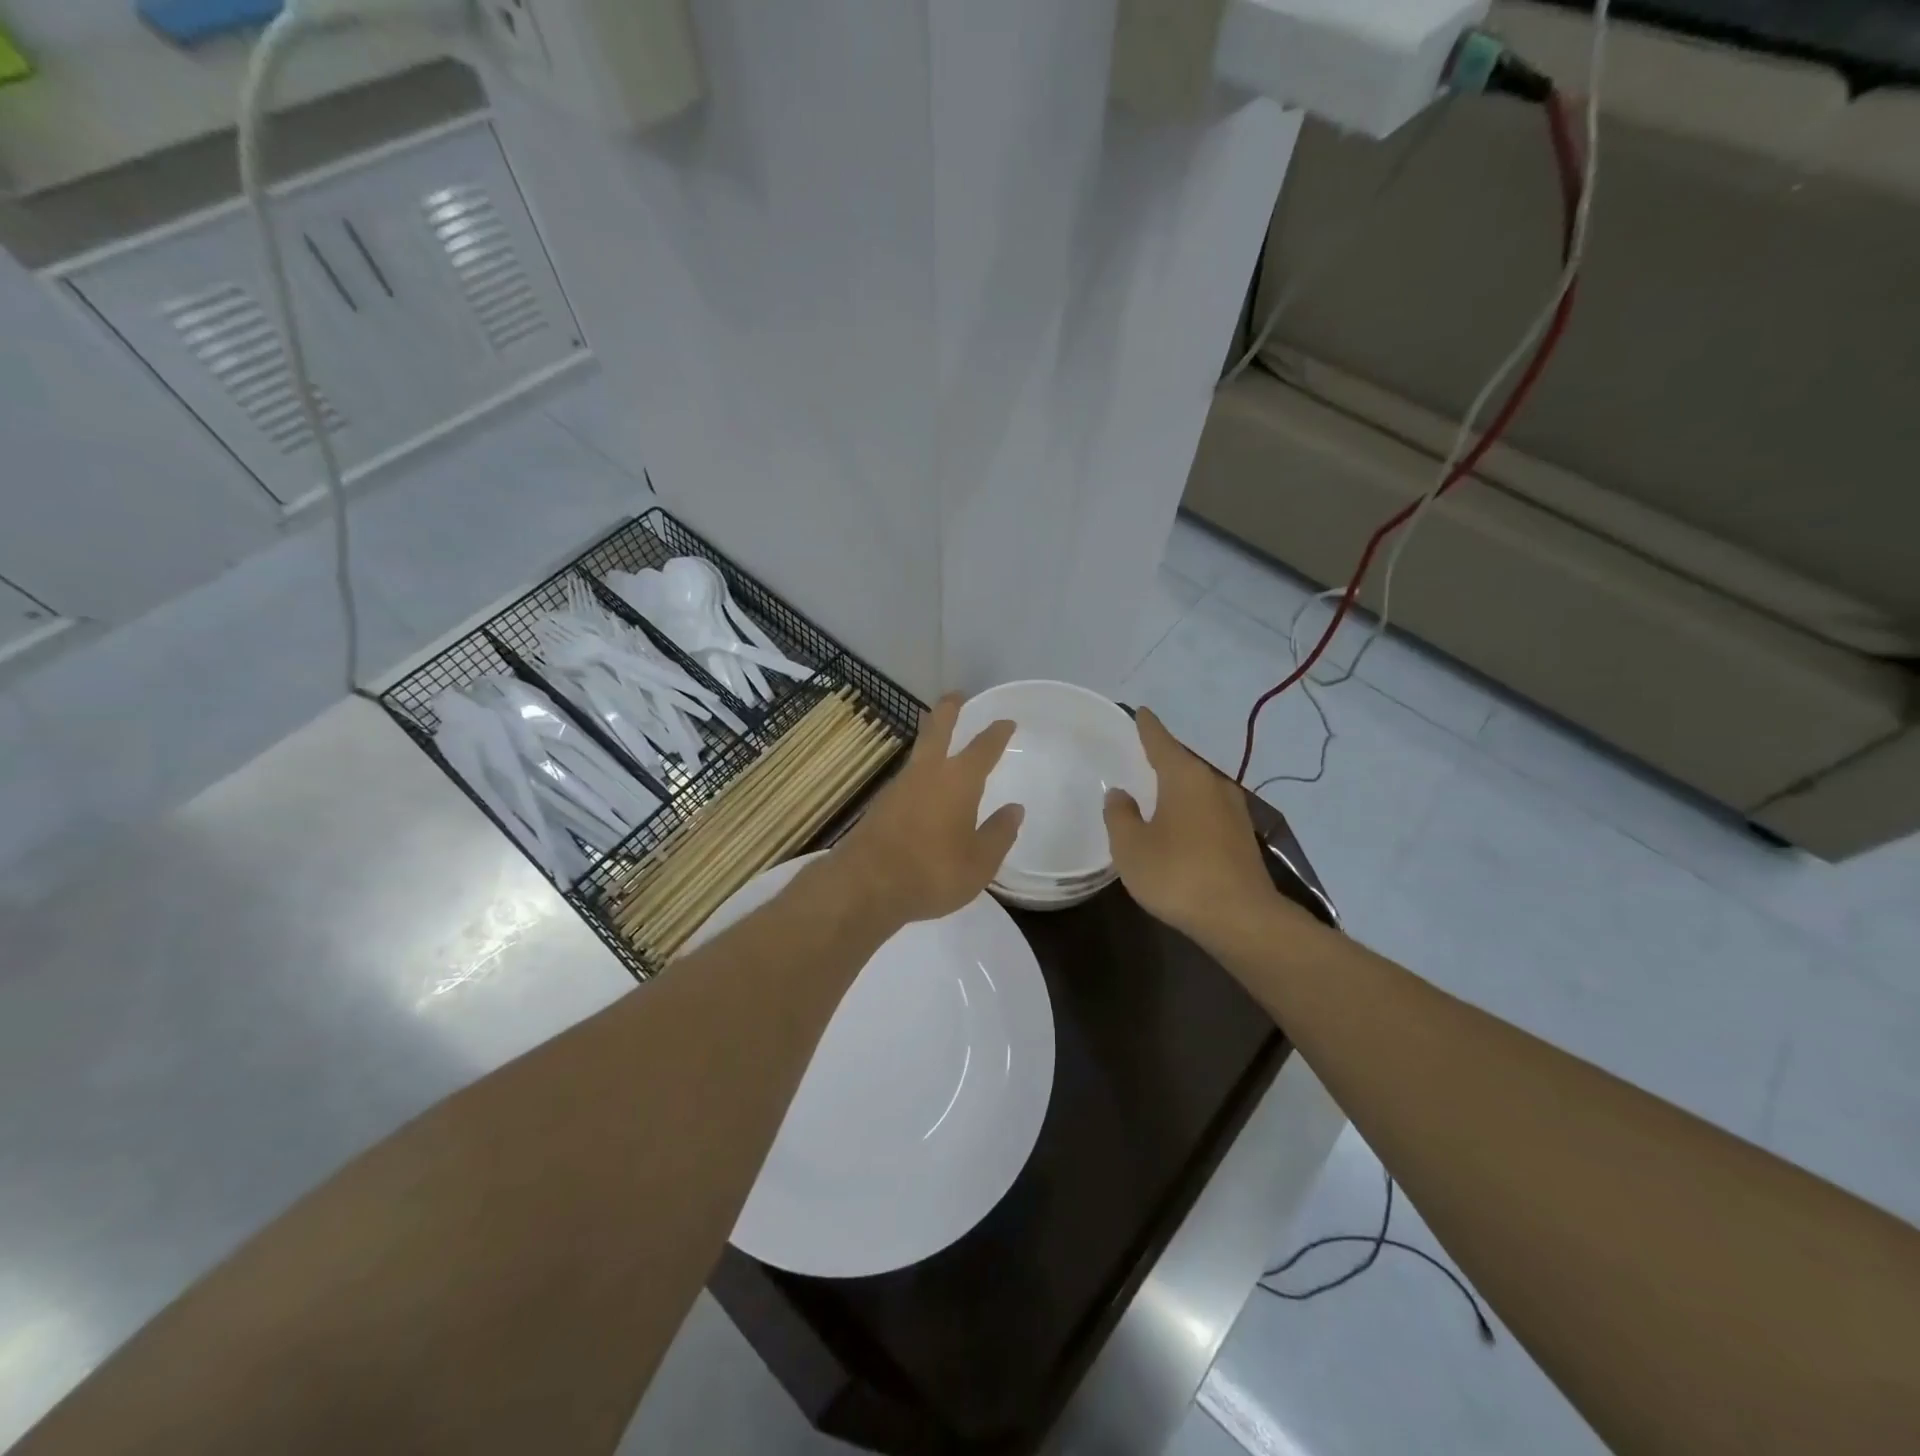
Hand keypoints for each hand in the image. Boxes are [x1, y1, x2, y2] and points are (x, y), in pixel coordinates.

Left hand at [834, 694, 1023, 926]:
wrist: (866, 886)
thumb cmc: (932, 872)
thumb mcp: (979, 862)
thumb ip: (999, 833)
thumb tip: (1014, 809)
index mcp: (959, 781)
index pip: (983, 748)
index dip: (996, 733)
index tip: (1006, 722)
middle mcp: (927, 773)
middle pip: (938, 729)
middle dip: (949, 710)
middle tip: (957, 696)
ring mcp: (899, 786)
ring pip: (918, 751)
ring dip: (930, 737)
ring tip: (939, 737)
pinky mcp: (880, 804)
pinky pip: (907, 776)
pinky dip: (919, 770)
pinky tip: (922, 785)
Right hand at [1104, 708, 1277, 942]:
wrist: (1240, 918)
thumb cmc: (1177, 874)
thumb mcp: (1131, 846)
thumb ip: (1120, 815)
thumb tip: (1120, 794)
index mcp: (1184, 777)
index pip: (1160, 740)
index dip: (1147, 727)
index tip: (1140, 711)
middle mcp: (1213, 784)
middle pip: (1182, 763)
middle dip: (1162, 759)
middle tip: (1139, 756)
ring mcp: (1233, 811)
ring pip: (1198, 789)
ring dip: (1178, 789)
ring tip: (1155, 793)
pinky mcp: (1242, 838)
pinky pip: (1208, 812)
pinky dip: (1191, 812)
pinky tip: (1179, 827)